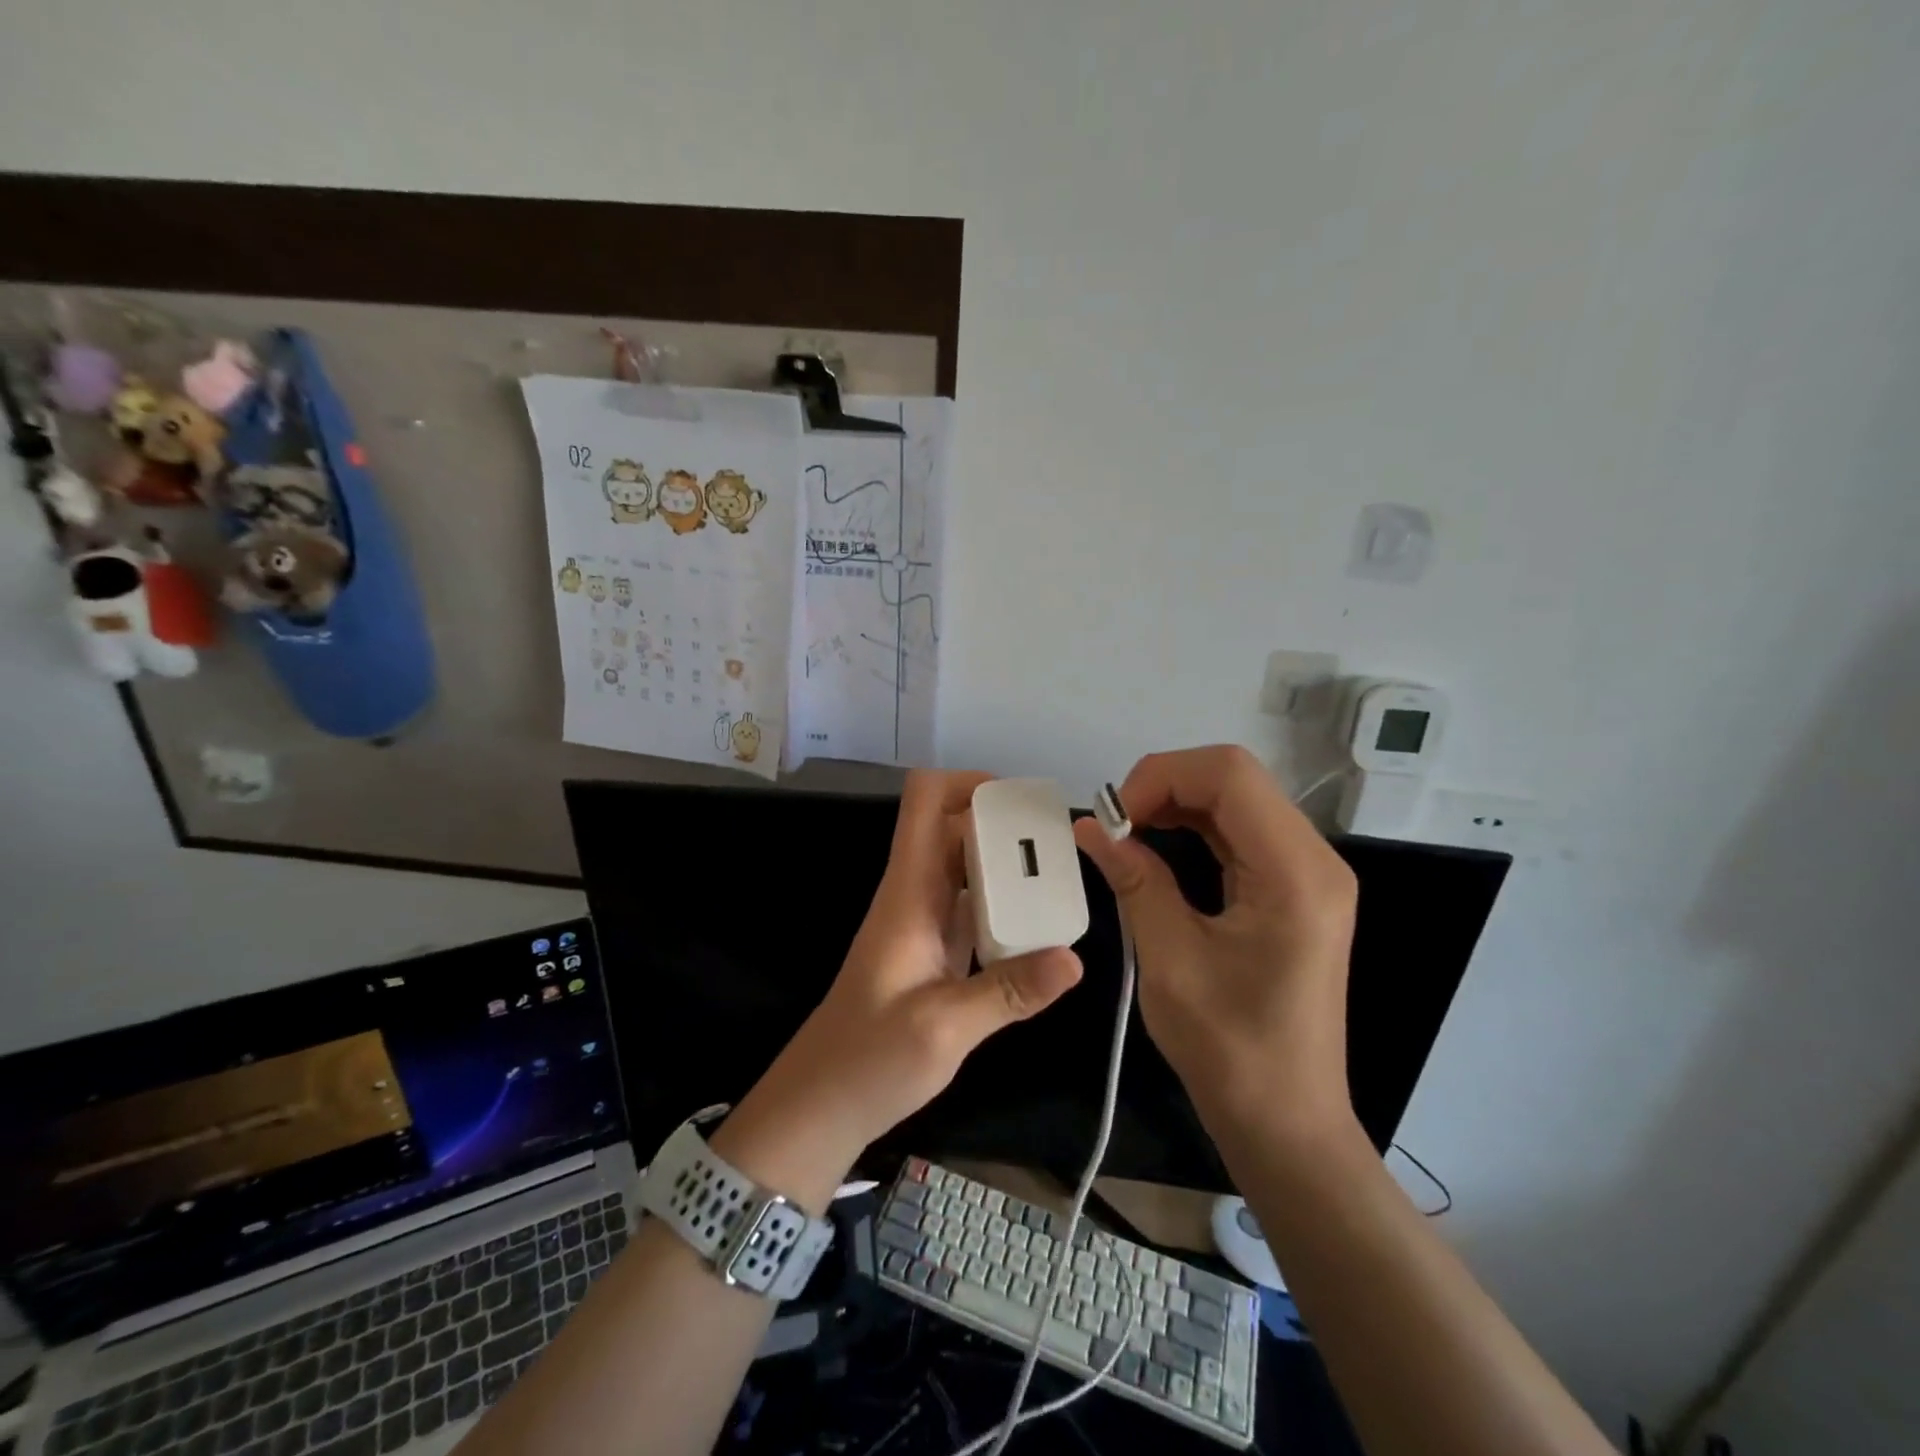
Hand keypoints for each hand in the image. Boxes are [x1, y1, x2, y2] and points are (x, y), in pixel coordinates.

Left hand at [717, 771, 1083, 1207]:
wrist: (822, 1103)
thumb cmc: (869, 1059)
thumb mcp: (943, 1029)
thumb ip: (1008, 992)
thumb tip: (1075, 958)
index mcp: (908, 892)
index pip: (925, 802)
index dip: (968, 784)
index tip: (1020, 802)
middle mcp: (916, 894)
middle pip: (956, 828)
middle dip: (1005, 824)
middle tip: (1061, 844)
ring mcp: (924, 922)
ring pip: (967, 867)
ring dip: (1009, 864)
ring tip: (1061, 877)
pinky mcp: (935, 951)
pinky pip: (973, 906)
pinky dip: (1005, 903)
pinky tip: (1041, 926)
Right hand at [1072, 746, 1359, 1143]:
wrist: (1286, 1120)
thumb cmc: (1230, 1049)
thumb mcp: (1170, 960)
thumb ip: (1134, 880)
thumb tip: (1089, 827)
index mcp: (1294, 872)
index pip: (1229, 774)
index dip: (1161, 776)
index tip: (1114, 819)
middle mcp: (1313, 859)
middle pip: (1234, 778)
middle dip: (1165, 785)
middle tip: (1116, 826)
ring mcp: (1308, 873)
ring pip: (1236, 799)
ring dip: (1176, 803)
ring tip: (1128, 834)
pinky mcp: (1294, 889)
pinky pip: (1240, 831)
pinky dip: (1193, 826)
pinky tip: (1157, 847)